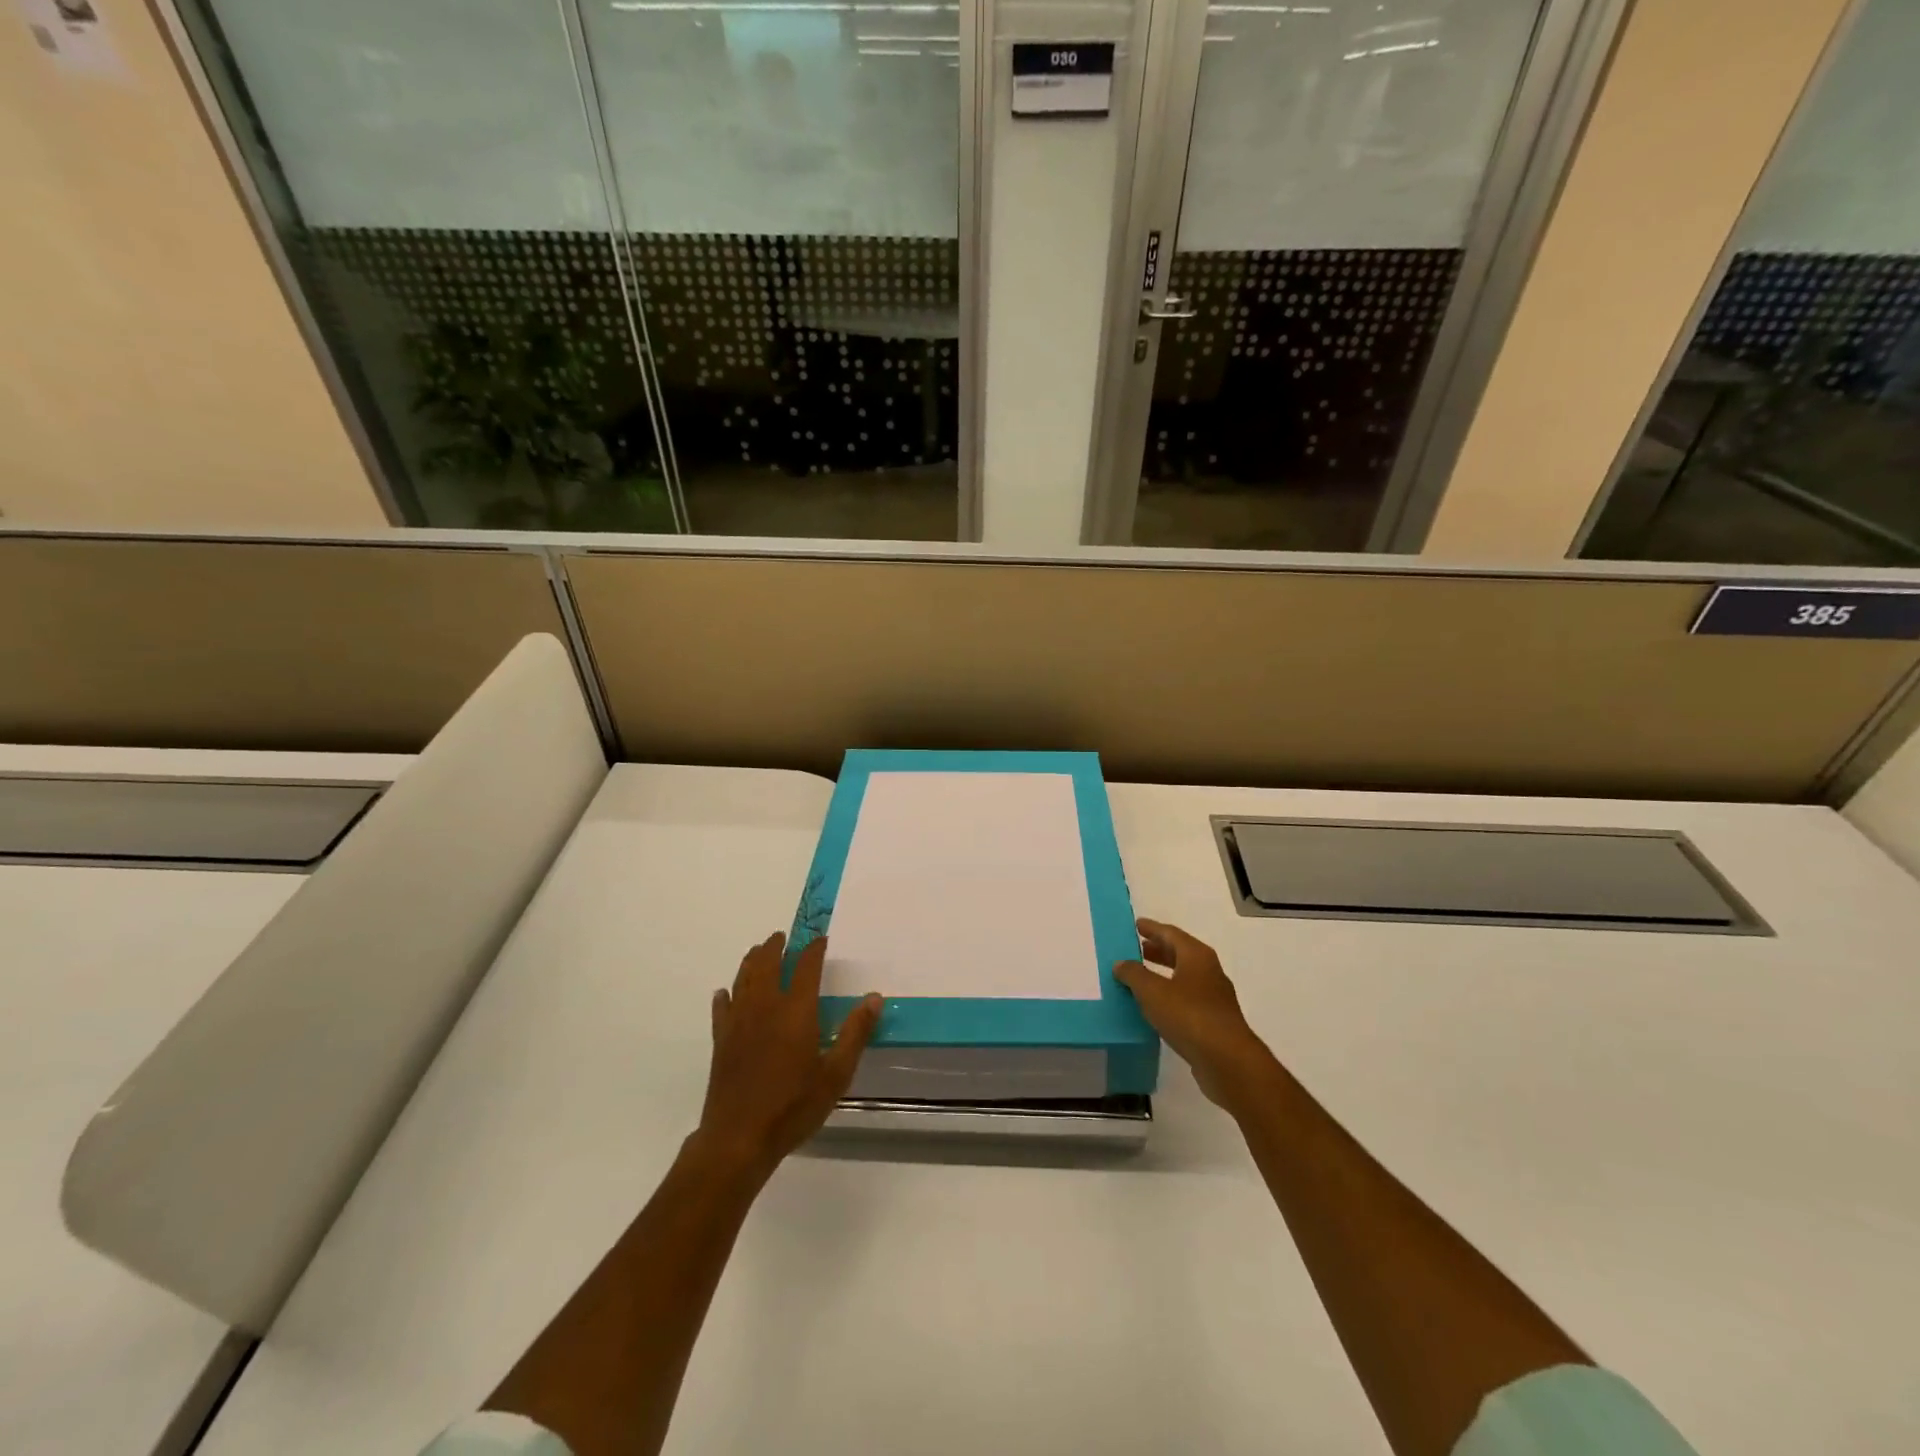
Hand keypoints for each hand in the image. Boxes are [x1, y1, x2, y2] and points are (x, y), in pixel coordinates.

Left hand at [697, 932, 881, 1178]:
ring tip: (758, 950)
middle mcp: (765, 1007)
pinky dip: (725, 995)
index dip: (814, 949)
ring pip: (743, 979)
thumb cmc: (793, 1106)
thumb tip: (874, 998)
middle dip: (776, 946)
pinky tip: (725, 993)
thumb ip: (855, 1033)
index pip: (806, 966)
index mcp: (796, 1011)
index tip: (820, 939)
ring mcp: (739, 1022)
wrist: (739, 1137)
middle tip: (782, 936)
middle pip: (768, 964)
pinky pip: (722, 1008)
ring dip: (752, 961)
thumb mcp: (836, 1075)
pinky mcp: (721, 1040)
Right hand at [1115, 918, 1276, 1113]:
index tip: (1136, 925)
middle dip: (1158, 950)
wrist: (1227, 1061)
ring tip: (1141, 978)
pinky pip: (1187, 999)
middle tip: (1137, 949)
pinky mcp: (1214, 1021)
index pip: (1171, 933)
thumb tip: (1121, 963)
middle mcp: (1209, 971)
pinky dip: (1170, 995)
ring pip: (1184, 977)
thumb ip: (1134, 974)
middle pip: (1180, 953)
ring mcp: (1214, 997)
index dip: (1152, 928)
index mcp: (1197, 956)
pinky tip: (1155, 1007)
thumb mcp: (1152, 992)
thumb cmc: (1189, 1016)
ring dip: (1163, 974)